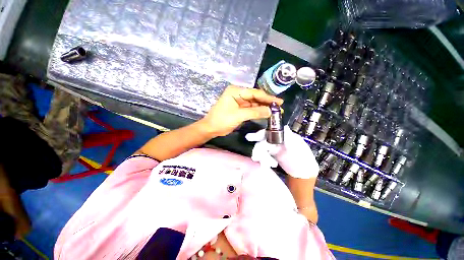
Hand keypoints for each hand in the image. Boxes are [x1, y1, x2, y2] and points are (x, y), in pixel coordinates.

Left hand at [201, 85, 282, 136]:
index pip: (255, 93)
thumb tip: (270, 111)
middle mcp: (238, 94)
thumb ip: (255, 112)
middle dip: (267, 102)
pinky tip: (265, 113)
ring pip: (254, 103)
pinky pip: (250, 109)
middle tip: (279, 107)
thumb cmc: (222, 120)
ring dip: (263, 107)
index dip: (268, 98)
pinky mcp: (239, 108)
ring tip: (275, 111)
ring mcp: (238, 101)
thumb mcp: (239, 115)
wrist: (211, 128)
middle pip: (255, 97)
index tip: (279, 102)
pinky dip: (258, 111)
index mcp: (236, 91)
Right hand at [246, 126, 318, 178]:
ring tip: (265, 165)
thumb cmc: (303, 160)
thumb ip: (290, 139)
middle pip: (262, 141)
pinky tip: (266, 166)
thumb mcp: (298, 149)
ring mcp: (273, 148)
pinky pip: (263, 156)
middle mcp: (276, 140)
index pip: (268, 132)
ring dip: (261, 157)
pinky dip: (263, 161)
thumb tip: (285, 127)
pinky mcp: (271, 156)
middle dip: (258, 149)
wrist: (303, 173)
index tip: (248, 137)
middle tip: (255, 157)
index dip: (258, 134)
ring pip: (261, 150)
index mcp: (282, 136)